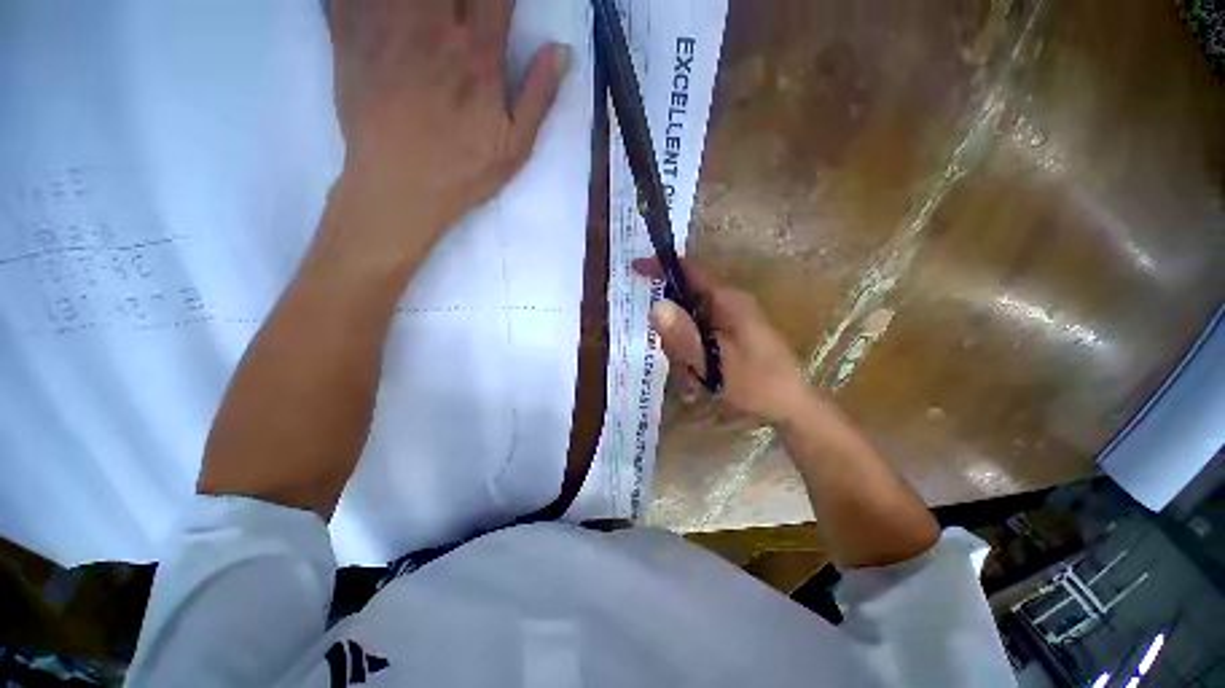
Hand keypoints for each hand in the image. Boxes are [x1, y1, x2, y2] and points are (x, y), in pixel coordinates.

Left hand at [324, 0, 569, 270]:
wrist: (398, 189)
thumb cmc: (462, 172)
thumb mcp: (515, 147)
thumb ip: (538, 97)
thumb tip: (562, 51)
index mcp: (477, 56)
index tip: (502, 4)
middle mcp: (433, 28)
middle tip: (466, 10)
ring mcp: (387, 26)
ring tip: (434, 13)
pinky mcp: (350, 35)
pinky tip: (384, 8)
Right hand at [632, 258, 811, 424]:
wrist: (793, 407)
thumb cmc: (758, 383)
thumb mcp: (714, 364)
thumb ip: (684, 337)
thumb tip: (655, 306)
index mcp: (726, 301)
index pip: (689, 271)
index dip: (661, 266)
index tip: (634, 270)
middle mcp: (727, 306)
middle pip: (683, 304)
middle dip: (673, 333)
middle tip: (678, 362)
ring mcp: (728, 322)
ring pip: (688, 326)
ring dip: (683, 352)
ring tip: (694, 381)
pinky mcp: (729, 338)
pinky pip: (699, 340)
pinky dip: (693, 359)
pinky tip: (700, 383)